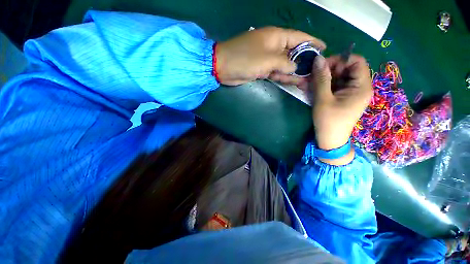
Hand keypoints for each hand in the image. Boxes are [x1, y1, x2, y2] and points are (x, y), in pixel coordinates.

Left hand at [215, 27, 325, 85]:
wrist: (224, 67)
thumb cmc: (245, 59)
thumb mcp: (268, 59)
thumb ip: (284, 62)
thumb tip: (295, 66)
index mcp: (276, 36)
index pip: (299, 37)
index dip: (313, 42)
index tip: (324, 49)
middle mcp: (273, 46)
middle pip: (293, 53)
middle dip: (304, 62)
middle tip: (316, 73)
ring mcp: (267, 59)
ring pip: (285, 65)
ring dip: (294, 73)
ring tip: (307, 81)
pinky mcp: (261, 69)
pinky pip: (276, 72)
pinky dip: (283, 77)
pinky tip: (293, 82)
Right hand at [310, 54, 372, 163]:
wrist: (330, 140)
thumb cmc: (328, 121)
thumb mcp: (323, 99)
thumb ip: (321, 78)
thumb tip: (318, 59)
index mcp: (361, 87)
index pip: (357, 62)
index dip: (340, 60)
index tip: (322, 66)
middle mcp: (360, 87)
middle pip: (347, 68)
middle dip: (329, 69)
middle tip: (313, 75)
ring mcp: (351, 93)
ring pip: (339, 77)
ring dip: (324, 78)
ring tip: (309, 82)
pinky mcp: (344, 98)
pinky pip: (335, 85)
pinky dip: (324, 85)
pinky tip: (312, 88)